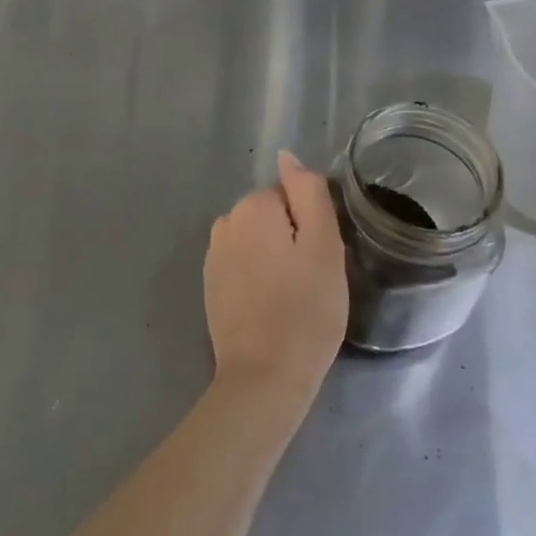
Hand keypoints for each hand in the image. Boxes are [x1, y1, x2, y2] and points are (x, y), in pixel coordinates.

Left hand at [204, 151, 348, 419]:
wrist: (264, 379)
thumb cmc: (305, 310)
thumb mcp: (324, 245)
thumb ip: (307, 192)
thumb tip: (287, 156)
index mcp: (253, 206)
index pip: (293, 197)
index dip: (312, 226)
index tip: (321, 259)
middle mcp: (226, 222)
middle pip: (273, 217)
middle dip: (293, 240)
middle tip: (312, 281)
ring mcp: (213, 255)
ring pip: (258, 242)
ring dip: (276, 260)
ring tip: (294, 298)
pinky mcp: (210, 286)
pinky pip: (243, 266)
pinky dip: (258, 279)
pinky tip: (271, 308)